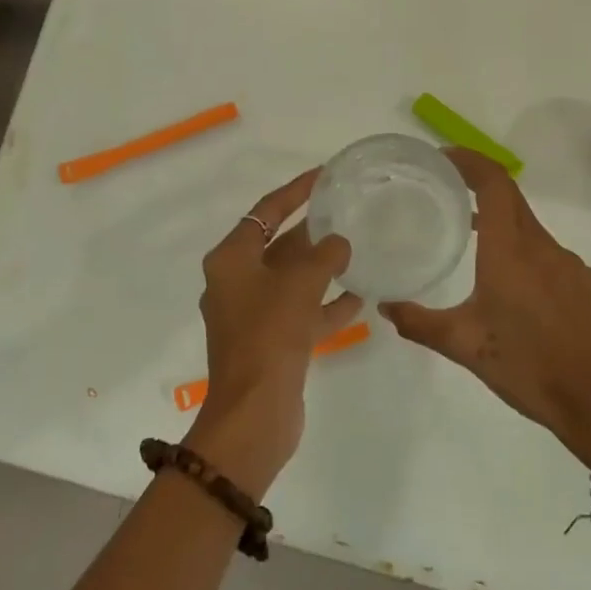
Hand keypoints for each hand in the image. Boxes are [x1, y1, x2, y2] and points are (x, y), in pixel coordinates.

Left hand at [186, 169, 358, 493]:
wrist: (254, 414)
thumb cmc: (270, 335)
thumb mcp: (300, 284)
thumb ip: (324, 256)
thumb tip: (339, 243)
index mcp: (231, 260)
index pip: (265, 211)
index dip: (296, 191)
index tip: (324, 175)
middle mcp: (237, 282)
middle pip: (278, 246)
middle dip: (312, 232)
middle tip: (346, 212)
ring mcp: (252, 315)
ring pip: (292, 281)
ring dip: (322, 269)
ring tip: (357, 252)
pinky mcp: (270, 343)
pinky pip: (301, 313)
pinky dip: (325, 305)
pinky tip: (359, 298)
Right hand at [380, 149, 590, 467]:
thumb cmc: (528, 367)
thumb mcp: (464, 346)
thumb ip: (420, 323)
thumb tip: (386, 306)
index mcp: (511, 250)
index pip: (493, 183)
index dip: (470, 161)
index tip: (444, 157)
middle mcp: (543, 246)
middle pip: (511, 200)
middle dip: (479, 187)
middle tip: (446, 192)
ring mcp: (570, 264)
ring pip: (529, 229)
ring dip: (500, 224)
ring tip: (471, 242)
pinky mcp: (586, 285)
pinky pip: (548, 254)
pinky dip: (523, 252)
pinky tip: (512, 287)